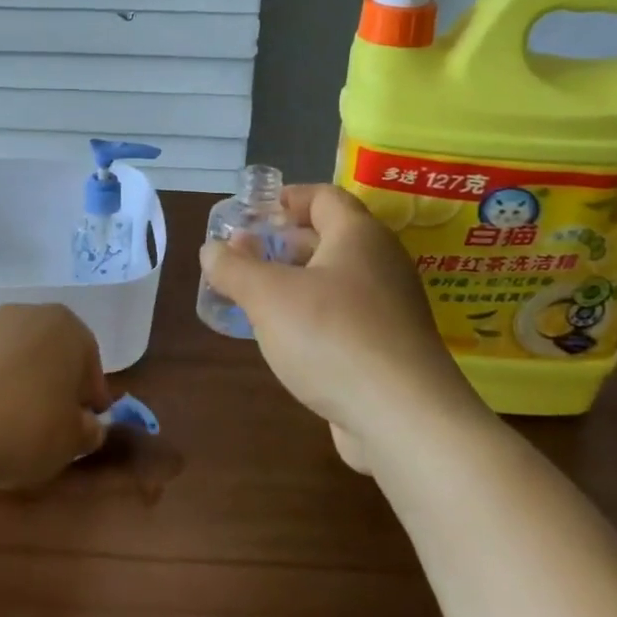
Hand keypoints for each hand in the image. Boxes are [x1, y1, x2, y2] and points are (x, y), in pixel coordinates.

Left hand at [0, 304, 108, 488]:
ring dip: (20, 384)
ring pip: (16, 357)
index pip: (90, 361)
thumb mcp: (71, 441)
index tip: (87, 424)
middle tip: (54, 424)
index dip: (91, 396)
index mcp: (67, 327)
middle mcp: (28, 314)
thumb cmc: (25, 426)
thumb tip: (88, 426)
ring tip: (13, 426)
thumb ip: (88, 431)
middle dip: (56, 384)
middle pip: (52, 352)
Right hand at [199, 185, 482, 444]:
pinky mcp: (390, 348)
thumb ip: (233, 267)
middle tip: (242, 257)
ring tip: (254, 298)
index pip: (323, 196)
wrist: (404, 420)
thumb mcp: (267, 296)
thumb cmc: (332, 337)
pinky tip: (286, 338)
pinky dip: (314, 317)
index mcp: (359, 236)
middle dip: (282, 243)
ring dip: (295, 283)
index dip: (285, 199)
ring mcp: (391, 308)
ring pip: (336, 280)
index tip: (250, 216)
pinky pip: (346, 317)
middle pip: (328, 237)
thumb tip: (212, 249)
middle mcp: (381, 263)